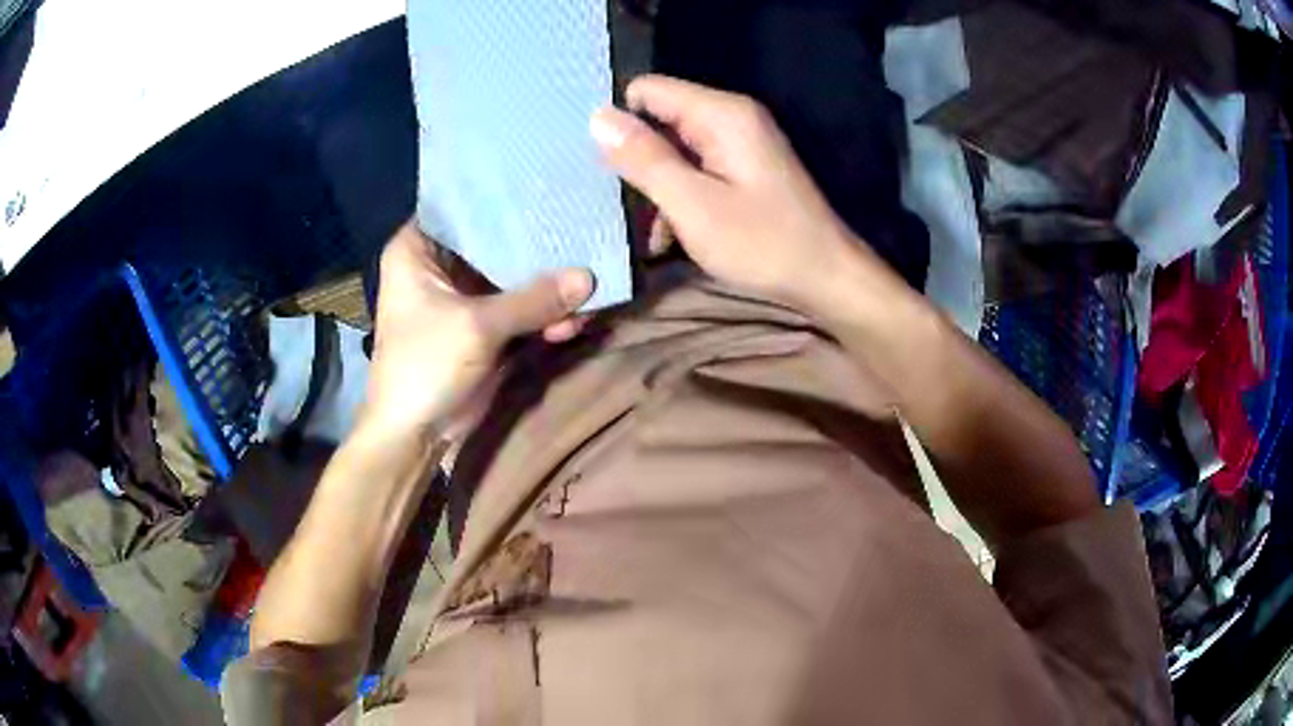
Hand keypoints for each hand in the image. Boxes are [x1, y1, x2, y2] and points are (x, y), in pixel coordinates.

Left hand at [363, 222, 593, 437]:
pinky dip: (544, 317)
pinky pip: (520, 310)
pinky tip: (575, 320)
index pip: (463, 207)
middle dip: (536, 246)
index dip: (502, 199)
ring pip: (512, 279)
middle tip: (581, 228)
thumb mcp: (478, 326)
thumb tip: (589, 277)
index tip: (546, 187)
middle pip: (494, 243)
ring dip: (547, 290)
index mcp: (418, 251)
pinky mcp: (484, 327)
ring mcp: (464, 297)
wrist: (416, 433)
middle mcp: (440, 266)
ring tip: (587, 290)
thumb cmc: (425, 365)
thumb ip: (533, 299)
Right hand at [590, 75, 890, 311]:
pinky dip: (679, 196)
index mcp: (721, 114)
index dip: (621, 123)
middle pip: (659, 118)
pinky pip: (696, 168)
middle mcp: (731, 117)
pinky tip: (672, 235)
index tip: (606, 166)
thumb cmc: (763, 244)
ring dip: (657, 186)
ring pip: (674, 148)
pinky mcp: (745, 168)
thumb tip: (597, 117)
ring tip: (652, 230)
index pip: (647, 90)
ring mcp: (741, 143)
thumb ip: (645, 159)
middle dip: (637, 159)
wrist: (827, 278)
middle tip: (626, 204)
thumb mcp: (693, 205)